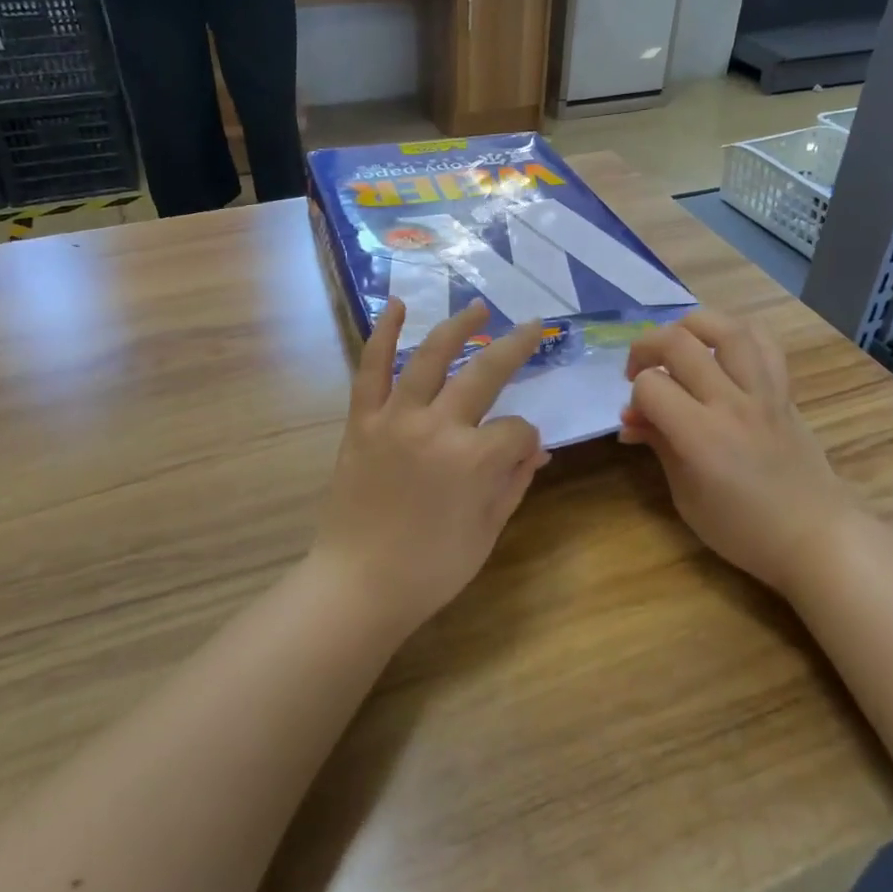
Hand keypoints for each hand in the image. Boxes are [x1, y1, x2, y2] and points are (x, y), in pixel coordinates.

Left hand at [316, 300, 550, 634]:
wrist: (357, 585)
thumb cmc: (430, 569)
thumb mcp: (487, 531)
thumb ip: (514, 482)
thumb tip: (535, 448)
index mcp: (474, 458)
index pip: (516, 430)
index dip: (525, 441)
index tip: (522, 454)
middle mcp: (437, 425)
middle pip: (486, 373)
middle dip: (517, 347)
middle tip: (535, 326)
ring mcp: (395, 418)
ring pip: (431, 357)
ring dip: (458, 327)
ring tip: (479, 308)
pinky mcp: (362, 421)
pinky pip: (371, 369)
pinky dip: (382, 334)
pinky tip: (396, 306)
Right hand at [620, 310, 866, 597]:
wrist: (816, 537)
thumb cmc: (743, 530)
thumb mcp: (686, 496)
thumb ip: (659, 445)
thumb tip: (631, 418)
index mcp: (701, 436)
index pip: (651, 386)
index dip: (635, 395)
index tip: (637, 417)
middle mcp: (732, 403)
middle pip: (679, 342)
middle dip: (646, 347)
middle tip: (639, 370)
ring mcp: (764, 392)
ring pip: (726, 328)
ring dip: (691, 326)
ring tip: (679, 344)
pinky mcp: (785, 391)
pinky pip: (764, 343)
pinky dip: (737, 334)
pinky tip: (721, 350)